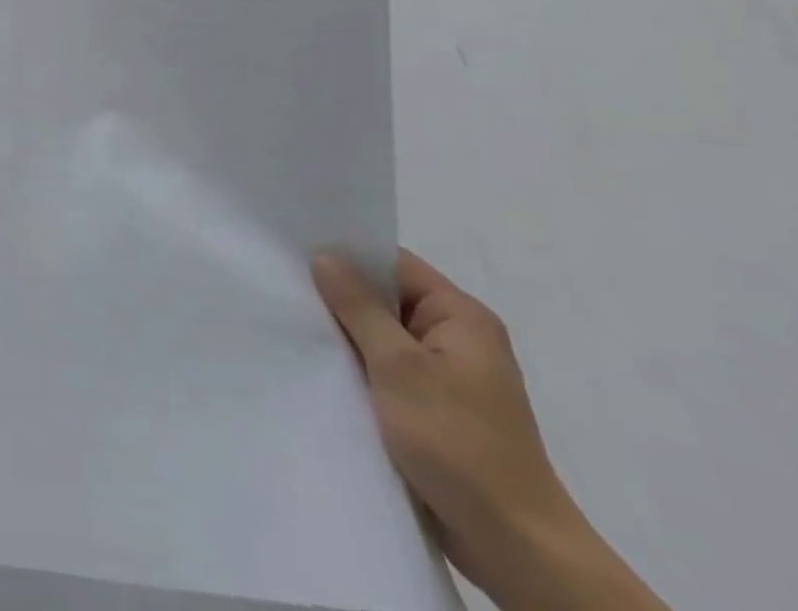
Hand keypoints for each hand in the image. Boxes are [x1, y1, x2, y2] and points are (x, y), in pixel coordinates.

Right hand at [312, 251, 670, 610]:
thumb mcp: (400, 367)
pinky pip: (384, 368)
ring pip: (380, 335)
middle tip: (283, 281)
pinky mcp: (431, 408)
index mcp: (461, 317)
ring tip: (290, 318)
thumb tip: (324, 255)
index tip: (295, 248)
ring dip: (344, 333)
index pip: (394, 263)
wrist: (514, 548)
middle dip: (338, 294)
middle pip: (385, 296)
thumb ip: (359, 307)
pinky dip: (356, 364)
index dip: (347, 253)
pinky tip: (318, 362)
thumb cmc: (459, 443)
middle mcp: (456, 338)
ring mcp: (445, 375)